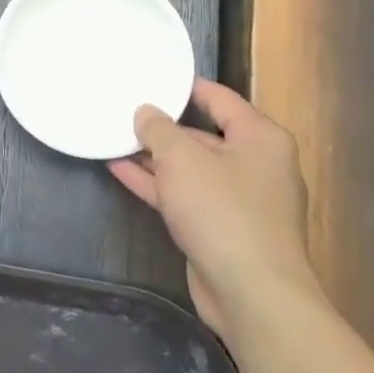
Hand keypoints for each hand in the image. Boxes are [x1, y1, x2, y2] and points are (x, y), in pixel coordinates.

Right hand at [110, 79, 318, 338]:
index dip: (183, 87)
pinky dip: (156, 184)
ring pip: (191, 168)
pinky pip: (185, 196)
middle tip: (123, 110)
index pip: (219, 98)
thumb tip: (146, 112)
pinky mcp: (222, 229)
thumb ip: (159, 129)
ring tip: (113, 138)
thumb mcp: (182, 158)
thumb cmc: (222, 211)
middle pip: (204, 134)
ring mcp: (239, 200)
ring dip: (154, 157)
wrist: (253, 294)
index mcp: (260, 138)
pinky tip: (119, 170)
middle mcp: (255, 164)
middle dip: (163, 126)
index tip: (149, 77)